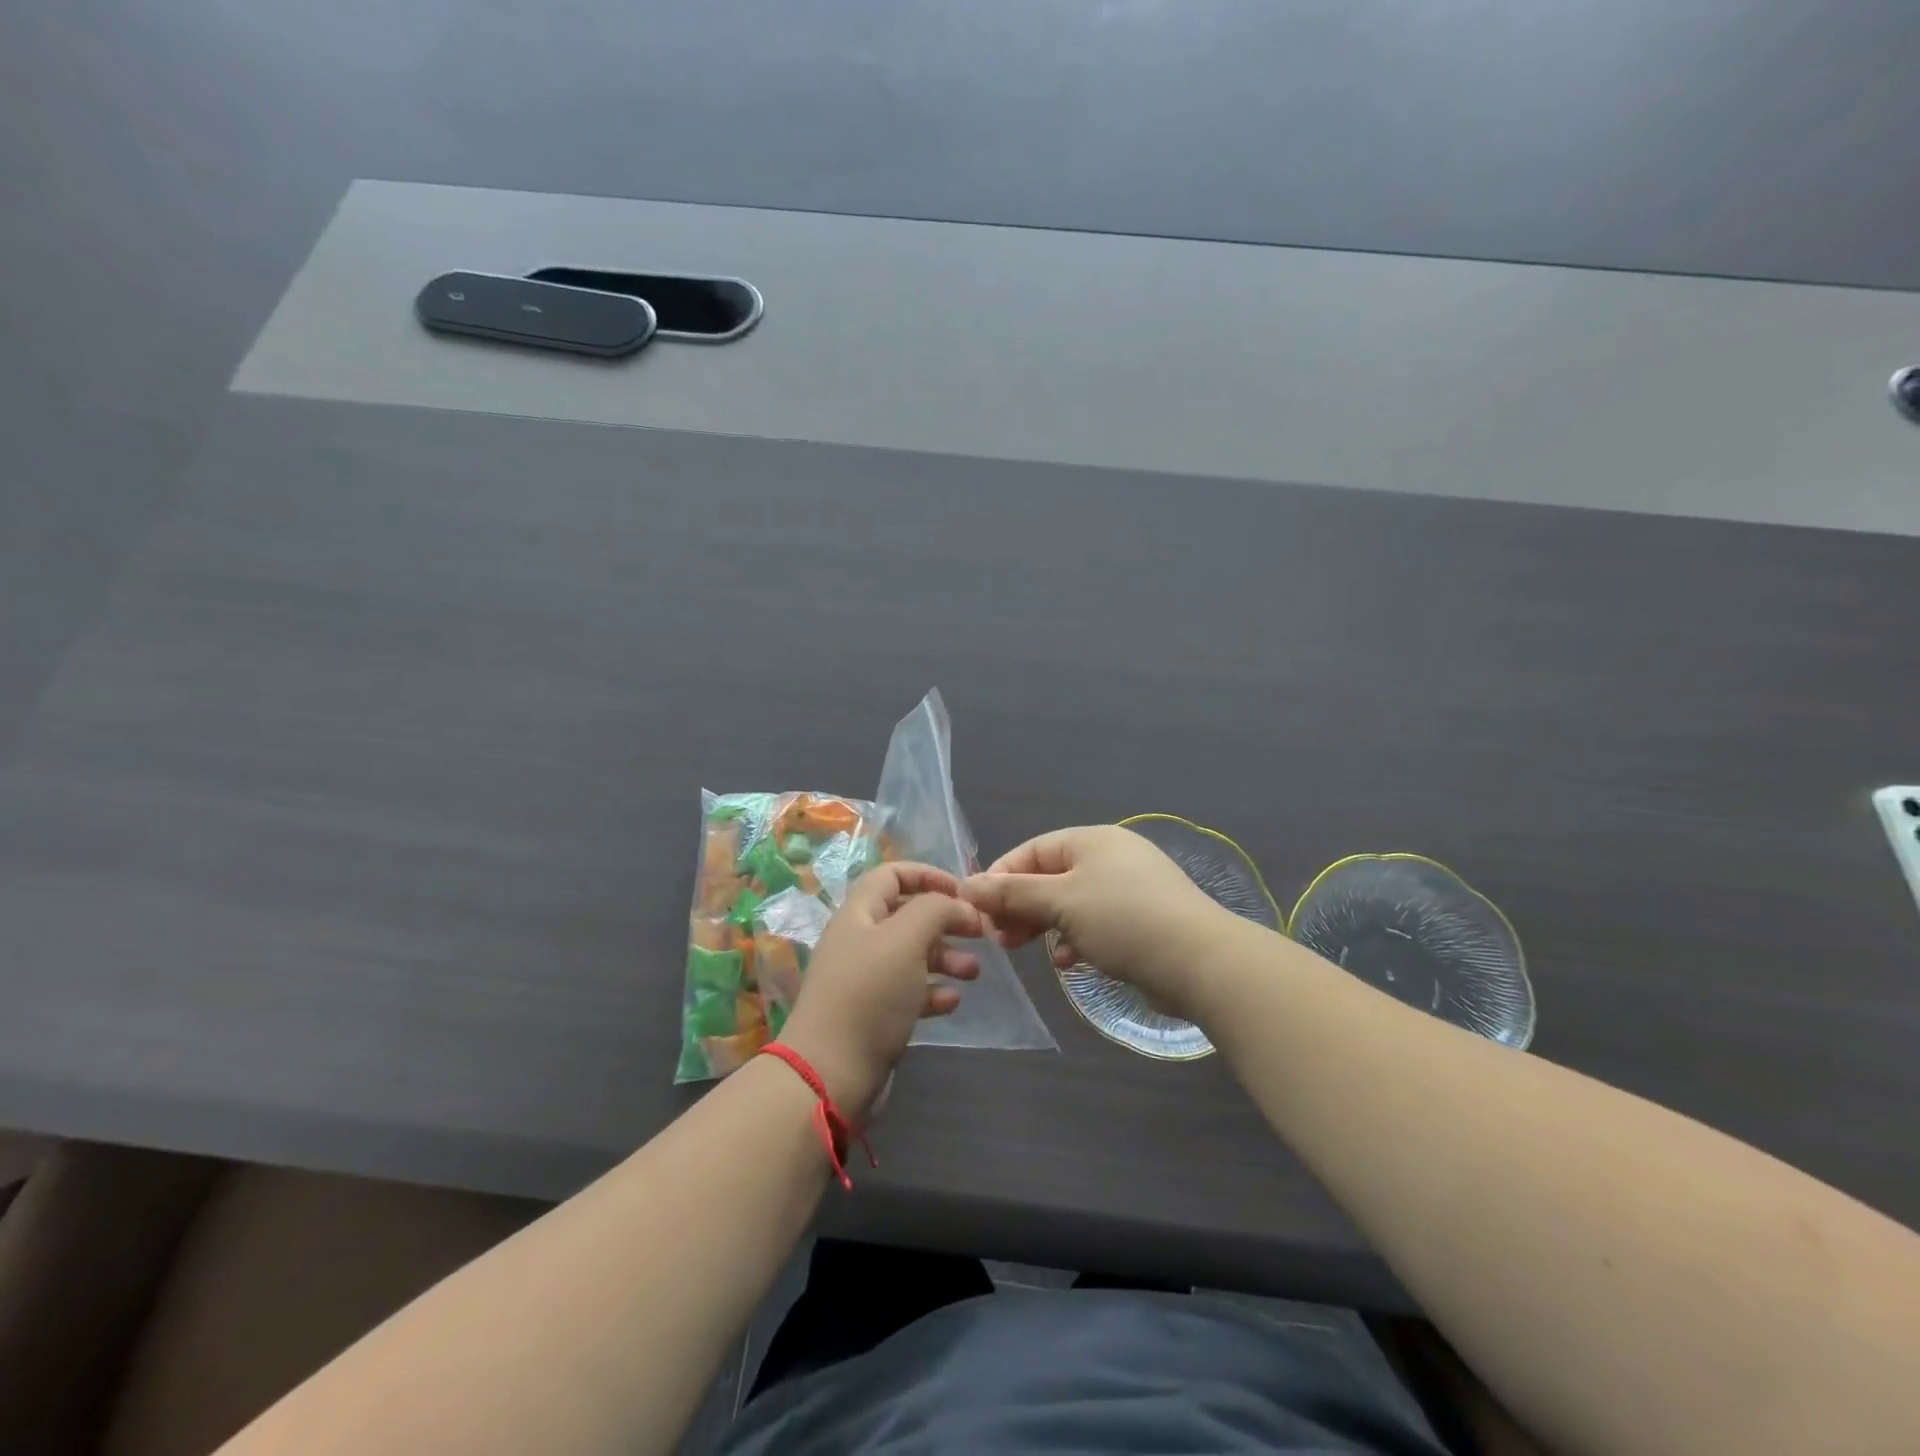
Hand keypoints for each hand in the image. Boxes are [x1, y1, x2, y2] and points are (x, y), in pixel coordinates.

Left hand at [777, 863, 981, 1120]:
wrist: (829, 1074)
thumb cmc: (869, 995)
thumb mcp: (906, 940)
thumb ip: (935, 909)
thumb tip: (957, 903)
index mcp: (859, 913)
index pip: (892, 874)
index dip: (928, 875)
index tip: (963, 892)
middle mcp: (859, 940)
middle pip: (906, 915)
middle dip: (945, 920)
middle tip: (979, 933)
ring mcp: (864, 979)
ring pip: (911, 954)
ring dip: (945, 957)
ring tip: (973, 973)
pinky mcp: (871, 1014)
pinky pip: (908, 991)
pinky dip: (932, 991)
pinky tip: (952, 1002)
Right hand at [962, 825, 1230, 1020]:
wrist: (1200, 961)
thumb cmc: (1122, 920)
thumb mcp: (1060, 902)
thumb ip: (1013, 893)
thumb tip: (968, 885)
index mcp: (1091, 840)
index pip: (1032, 850)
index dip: (1000, 877)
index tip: (977, 909)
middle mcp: (1111, 856)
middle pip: (1051, 876)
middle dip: (1021, 906)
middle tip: (998, 937)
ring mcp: (1130, 888)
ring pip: (1072, 902)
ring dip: (1044, 924)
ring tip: (1024, 951)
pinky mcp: (1144, 919)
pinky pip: (1097, 922)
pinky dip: (1076, 937)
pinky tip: (1068, 961)